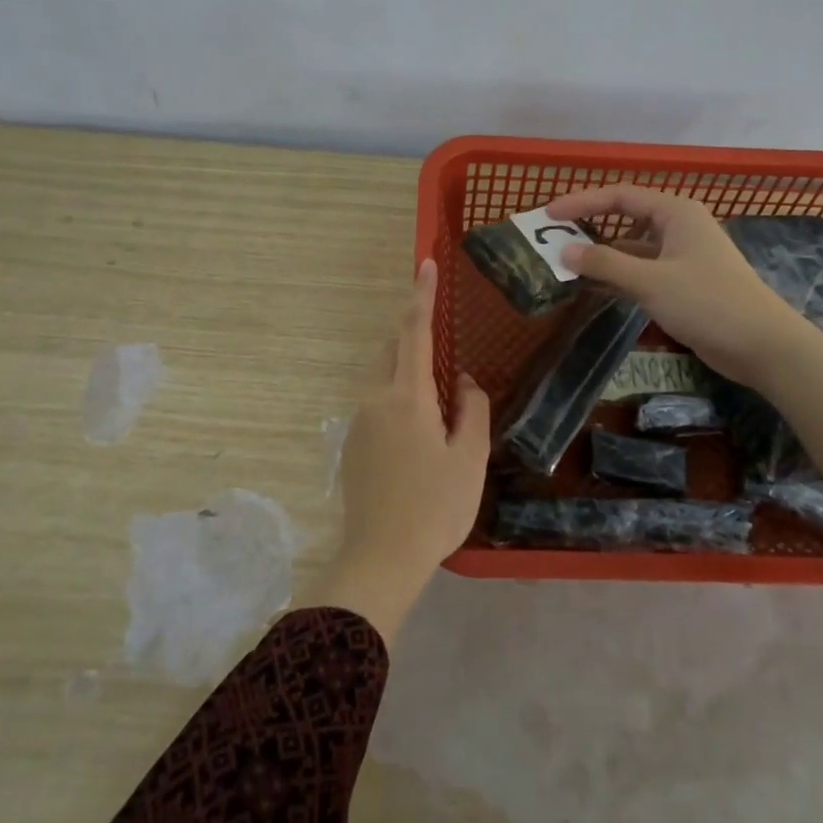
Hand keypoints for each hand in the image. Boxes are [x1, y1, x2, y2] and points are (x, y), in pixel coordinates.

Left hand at [300, 259, 490, 643]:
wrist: (380, 558)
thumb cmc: (435, 507)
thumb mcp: (469, 458)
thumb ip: (472, 409)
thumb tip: (462, 381)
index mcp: (406, 396)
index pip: (414, 331)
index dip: (421, 295)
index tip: (425, 263)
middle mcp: (374, 399)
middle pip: (391, 351)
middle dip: (413, 337)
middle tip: (443, 351)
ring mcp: (357, 423)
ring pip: (381, 379)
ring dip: (405, 373)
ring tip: (437, 404)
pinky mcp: (351, 446)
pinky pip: (375, 406)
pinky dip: (396, 401)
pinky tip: (417, 438)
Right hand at [547, 183, 798, 381]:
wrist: (762, 346)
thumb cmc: (707, 302)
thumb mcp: (650, 281)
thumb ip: (605, 263)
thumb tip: (564, 251)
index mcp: (675, 213)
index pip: (620, 196)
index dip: (582, 202)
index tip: (549, 216)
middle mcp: (678, 228)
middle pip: (625, 219)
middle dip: (589, 229)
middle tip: (553, 240)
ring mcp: (681, 258)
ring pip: (631, 250)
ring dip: (601, 258)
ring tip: (564, 266)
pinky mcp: (682, 285)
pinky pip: (640, 273)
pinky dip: (616, 278)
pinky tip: (591, 288)